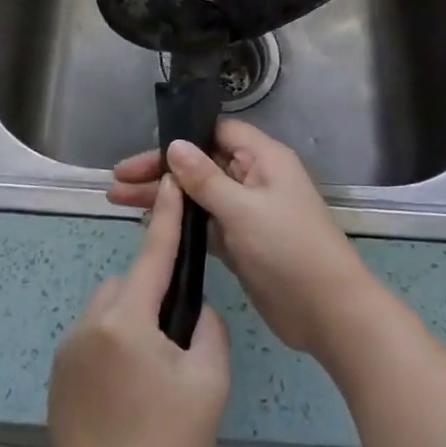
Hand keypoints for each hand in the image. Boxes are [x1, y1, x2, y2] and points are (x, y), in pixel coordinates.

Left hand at [49, 174, 229, 446]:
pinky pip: (93, 336)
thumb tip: (193, 309)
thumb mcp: (209, 383)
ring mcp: (69, 347)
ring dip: (131, 320)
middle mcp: (91, 321)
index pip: (153, 253)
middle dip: (153, 294)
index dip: (166, 215)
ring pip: (110, 309)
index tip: (172, 181)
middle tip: (176, 342)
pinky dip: (113, 345)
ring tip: (152, 374)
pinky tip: (127, 392)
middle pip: (130, 283)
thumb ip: (207, 328)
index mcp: (128, 318)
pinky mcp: (58, 373)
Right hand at [109, 119, 377, 360]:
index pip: (215, 133)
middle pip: (200, 164)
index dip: (180, 139)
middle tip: (117, 181)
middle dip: (160, 171)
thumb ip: (205, 179)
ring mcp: (247, 211)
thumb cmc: (289, 249)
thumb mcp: (243, 210)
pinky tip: (150, 225)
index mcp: (263, 158)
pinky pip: (205, 222)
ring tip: (118, 200)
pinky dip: (179, 222)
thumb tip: (174, 145)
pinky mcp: (241, 242)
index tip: (142, 154)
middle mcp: (254, 178)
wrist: (329, 313)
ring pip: (198, 195)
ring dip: (163, 197)